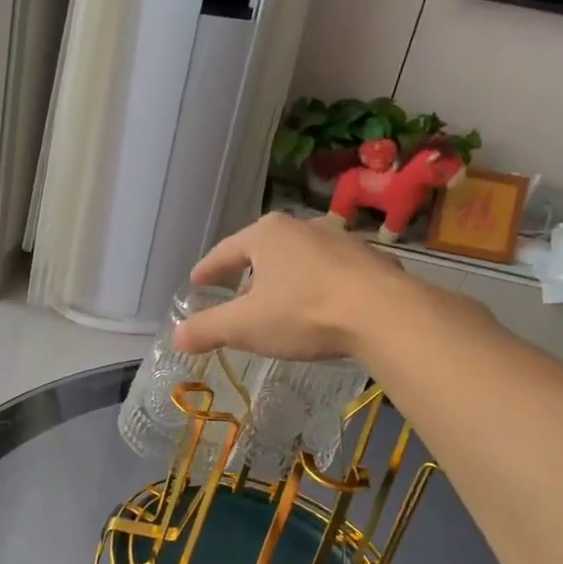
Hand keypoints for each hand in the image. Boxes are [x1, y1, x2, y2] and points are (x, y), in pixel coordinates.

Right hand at [172, 212, 415, 361]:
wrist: (385, 314)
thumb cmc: (304, 312)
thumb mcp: (245, 326)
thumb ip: (207, 329)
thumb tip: (177, 335)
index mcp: (267, 234)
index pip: (226, 251)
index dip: (208, 269)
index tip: (196, 281)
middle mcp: (303, 227)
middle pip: (264, 249)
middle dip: (248, 271)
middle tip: (236, 293)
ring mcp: (341, 241)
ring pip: (301, 258)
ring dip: (285, 277)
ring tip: (278, 300)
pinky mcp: (370, 261)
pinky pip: (332, 272)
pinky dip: (318, 286)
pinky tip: (320, 307)